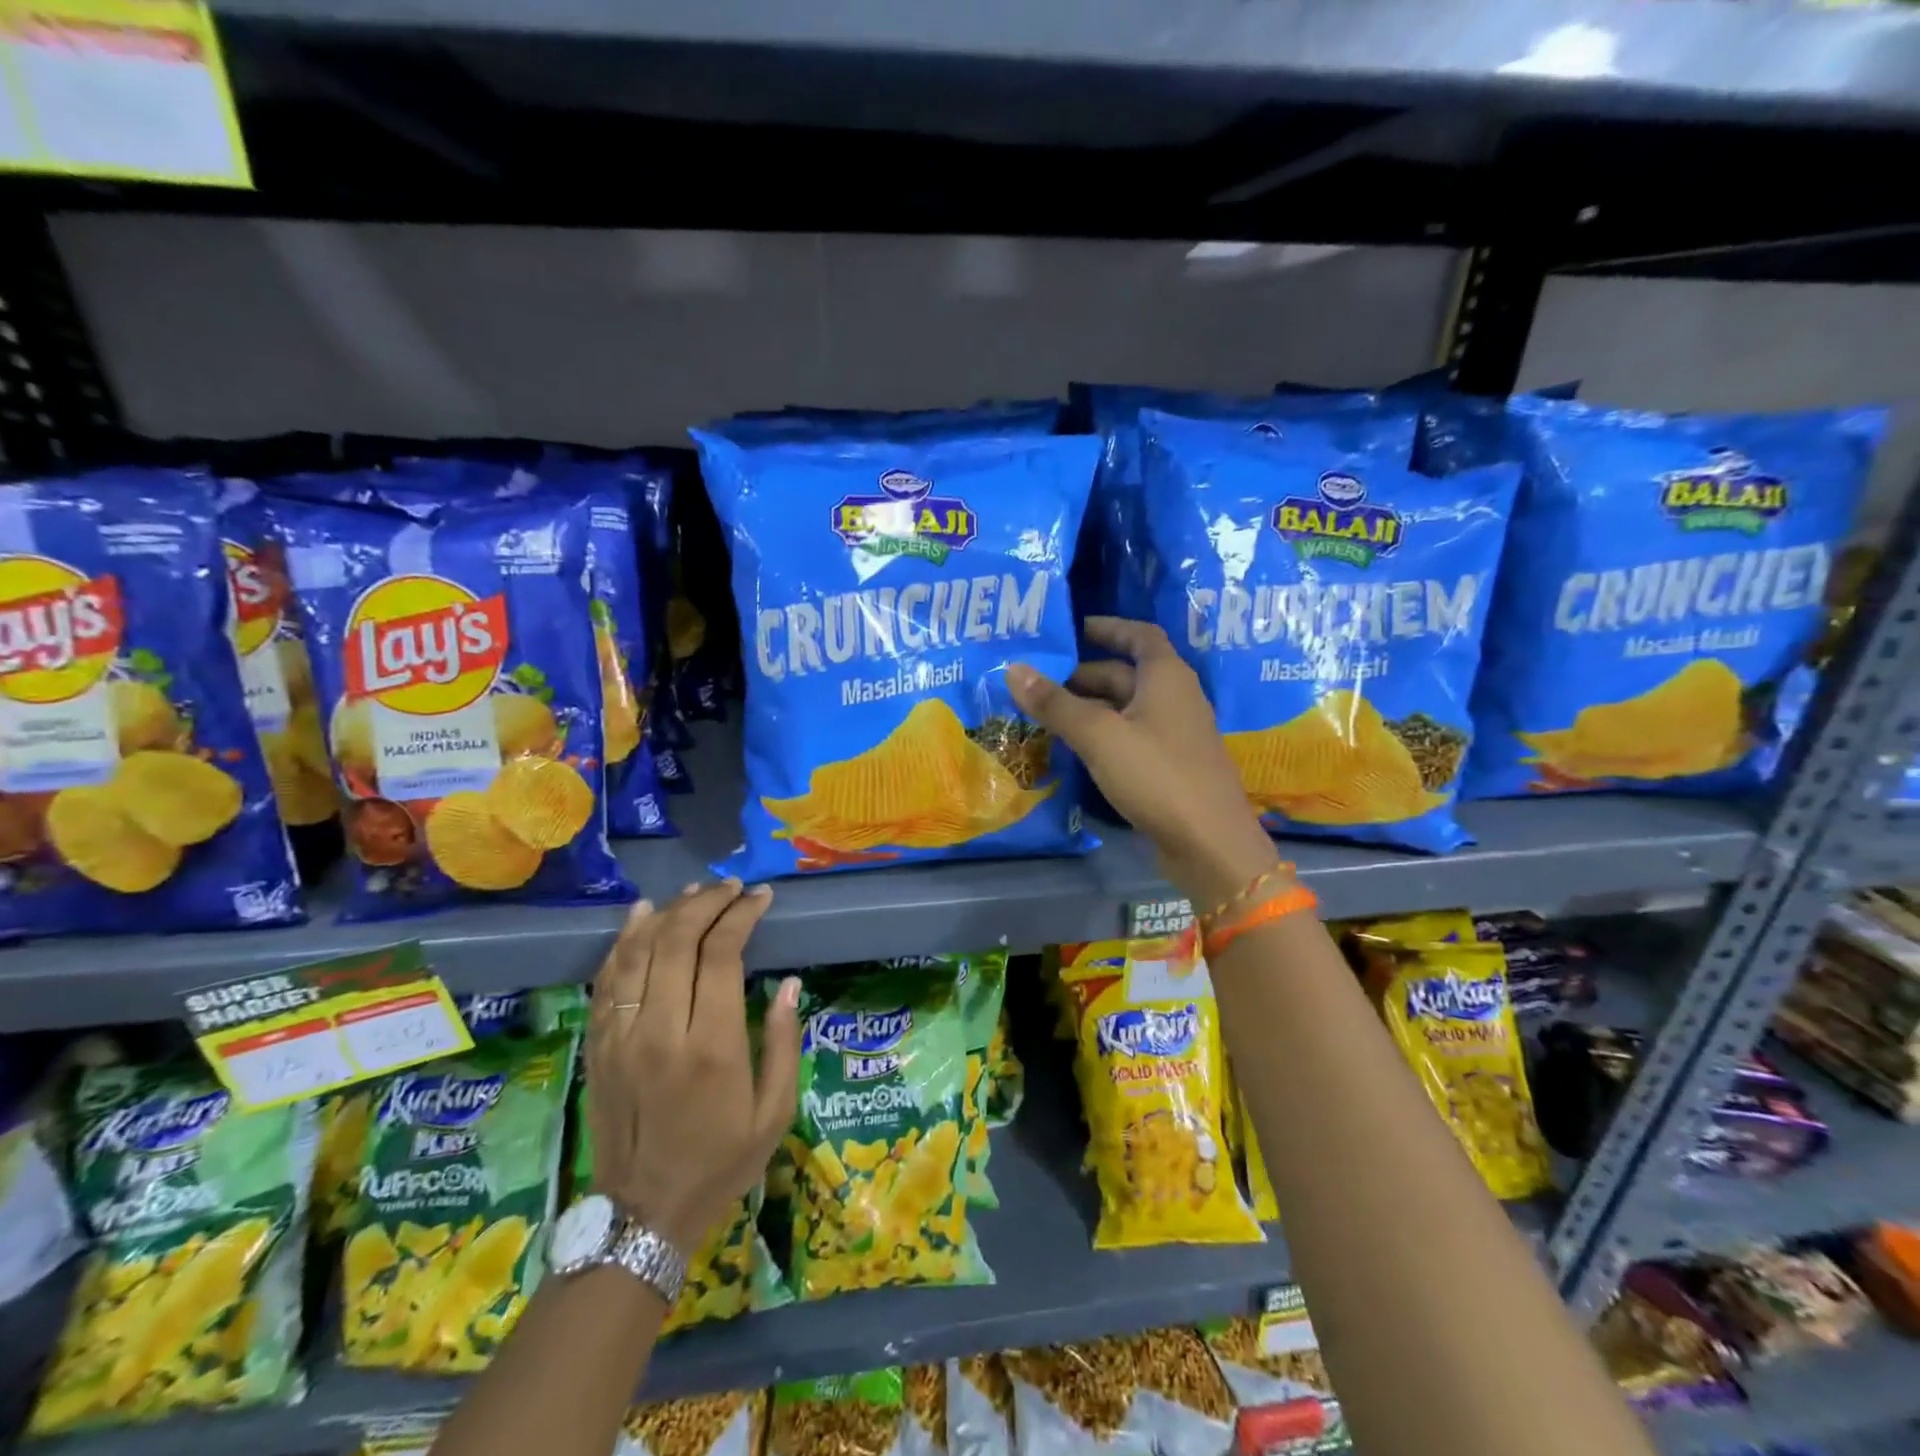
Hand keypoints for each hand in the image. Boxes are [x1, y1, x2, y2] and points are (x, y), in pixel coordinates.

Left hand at [586, 880, 800, 1251]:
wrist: (642, 1215)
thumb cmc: (721, 1163)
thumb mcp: (774, 1112)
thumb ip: (782, 1042)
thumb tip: (788, 983)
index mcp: (710, 1046)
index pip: (720, 954)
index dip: (741, 915)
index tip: (760, 898)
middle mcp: (660, 1030)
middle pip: (676, 939)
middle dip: (708, 902)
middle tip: (733, 888)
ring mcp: (621, 1036)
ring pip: (637, 950)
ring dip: (668, 911)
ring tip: (696, 892)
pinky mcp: (598, 1045)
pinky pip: (607, 978)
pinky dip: (624, 939)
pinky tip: (642, 914)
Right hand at [1009, 615, 1279, 908]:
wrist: (1209, 843)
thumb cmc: (1157, 776)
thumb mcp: (1099, 736)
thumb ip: (1056, 704)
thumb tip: (1014, 670)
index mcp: (1167, 677)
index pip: (1140, 635)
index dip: (1109, 628)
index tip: (1075, 630)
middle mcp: (1176, 698)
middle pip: (1127, 675)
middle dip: (1084, 676)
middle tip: (1040, 684)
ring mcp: (1176, 735)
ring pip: (1127, 709)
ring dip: (1090, 708)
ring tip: (1047, 716)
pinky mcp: (1172, 767)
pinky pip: (1132, 738)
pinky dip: (1104, 736)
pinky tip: (1077, 750)